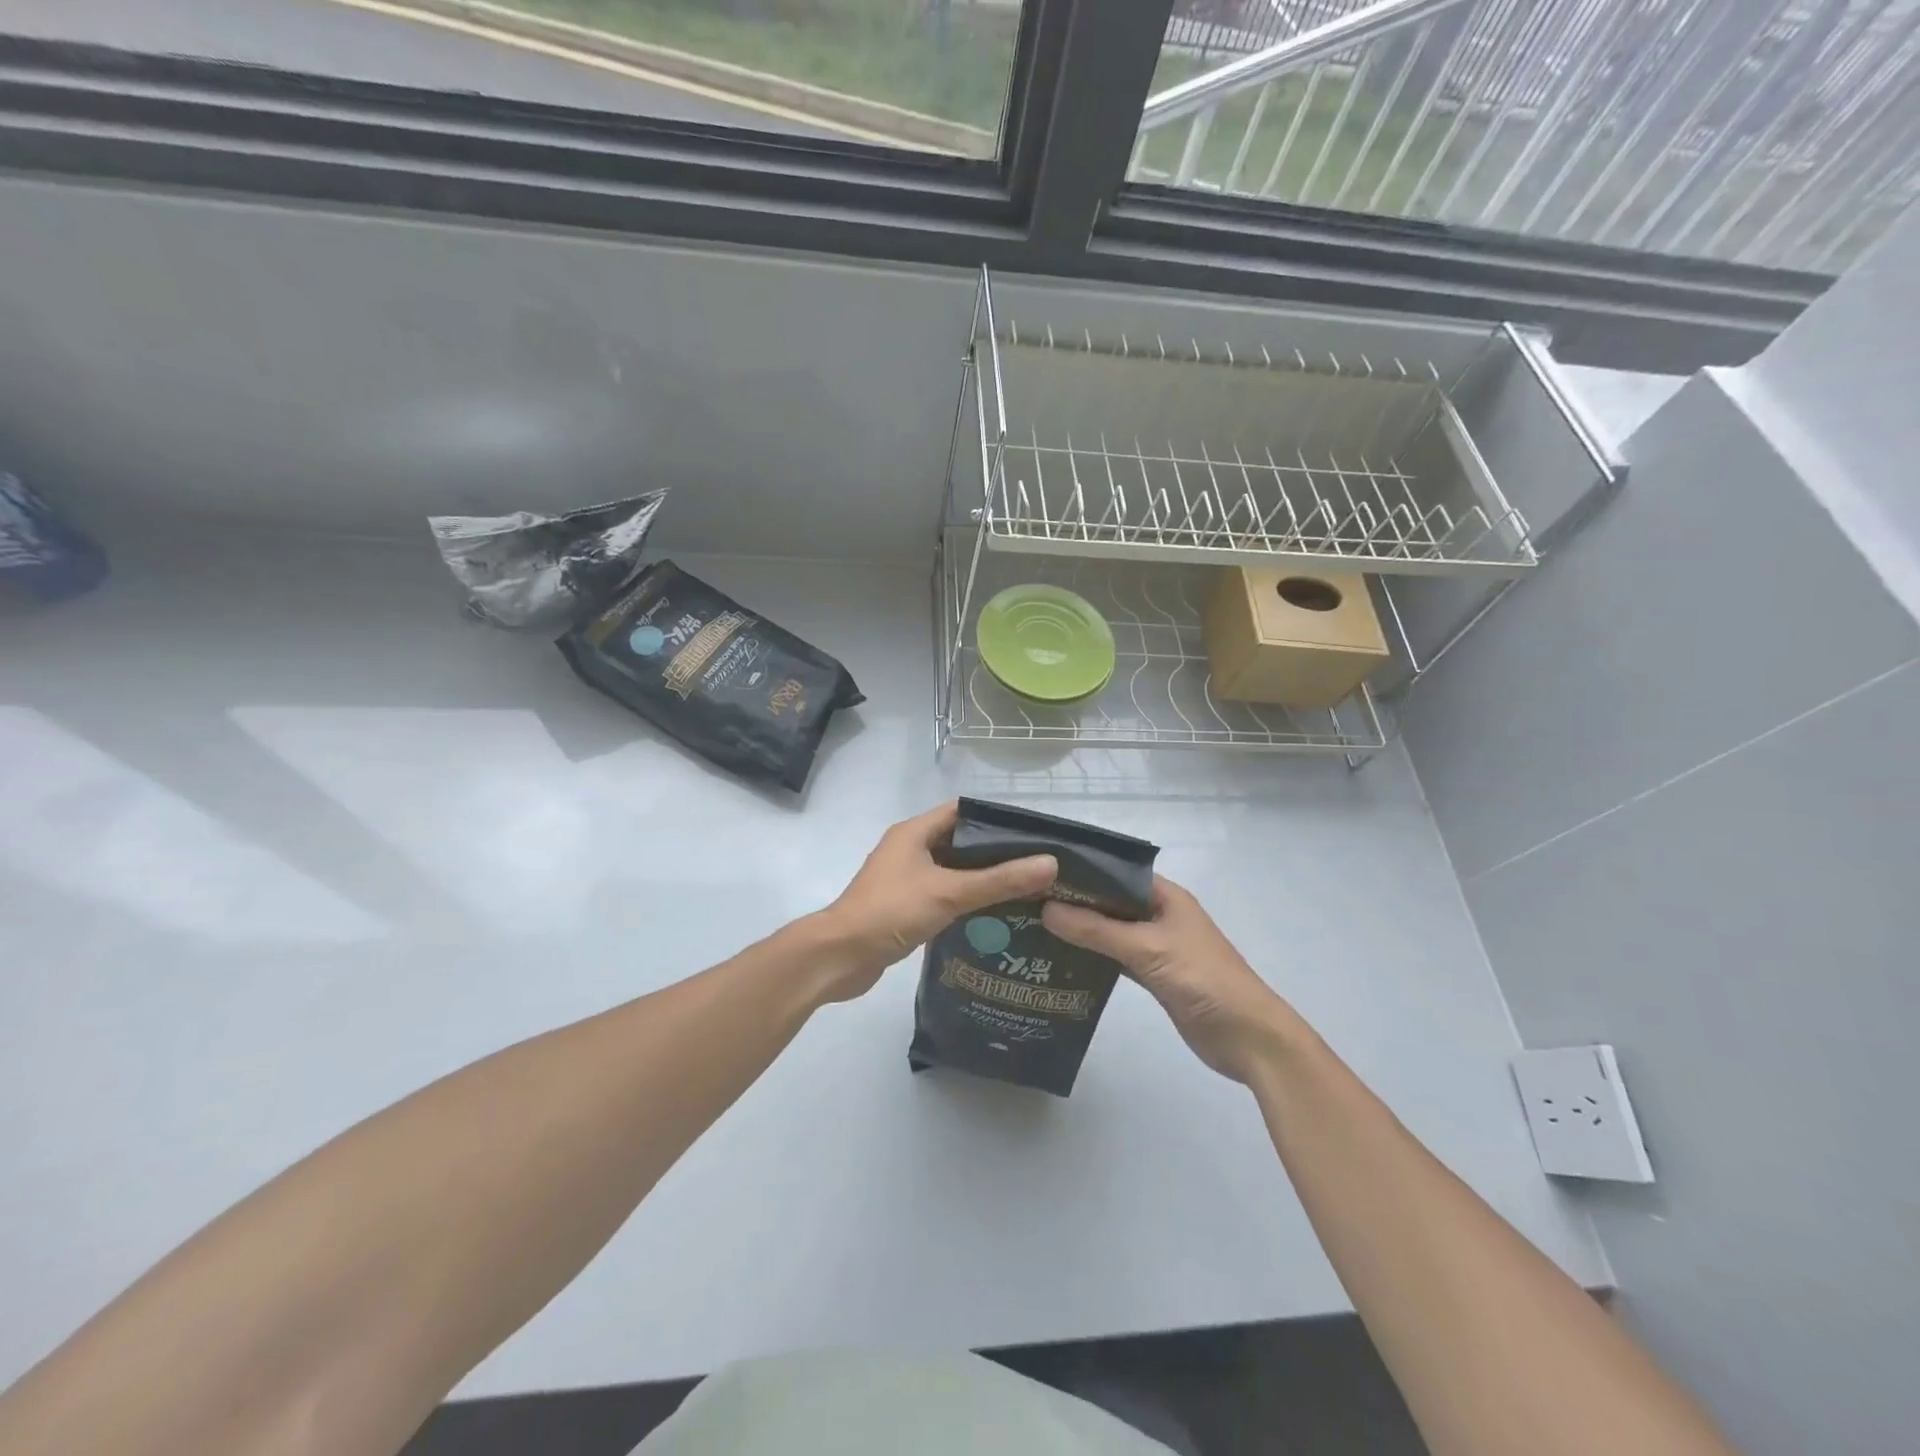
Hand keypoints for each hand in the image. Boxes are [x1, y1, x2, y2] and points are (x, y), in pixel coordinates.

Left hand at [813, 802, 1056, 1001]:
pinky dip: (965, 900)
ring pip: (952, 870)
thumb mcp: (949, 892)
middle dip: (995, 852)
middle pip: (960, 841)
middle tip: (1036, 865)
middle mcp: (909, 848)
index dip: (997, 819)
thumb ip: (999, 880)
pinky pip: (942, 894)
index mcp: (914, 832)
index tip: (1033, 834)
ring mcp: (905, 878)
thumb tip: (1050, 863)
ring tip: (1024, 890)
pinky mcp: (904, 905)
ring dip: (981, 878)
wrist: (840, 957)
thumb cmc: (891, 911)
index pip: (963, 811)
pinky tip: (993, 915)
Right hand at [1044, 875, 1300, 1082]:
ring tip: (1034, 927)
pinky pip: (1116, 959)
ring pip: (1111, 931)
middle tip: (1026, 901)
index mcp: (1165, 896)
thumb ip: (1097, 930)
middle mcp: (1159, 915)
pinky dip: (1093, 959)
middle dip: (1075, 902)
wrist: (1249, 1038)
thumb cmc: (1204, 980)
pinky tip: (1061, 960)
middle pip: (1111, 902)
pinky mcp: (1154, 976)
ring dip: (1081, 931)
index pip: (1116, 873)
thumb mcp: (1147, 949)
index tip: (1040, 873)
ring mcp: (1157, 947)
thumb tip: (1046, 910)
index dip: (1081, 871)